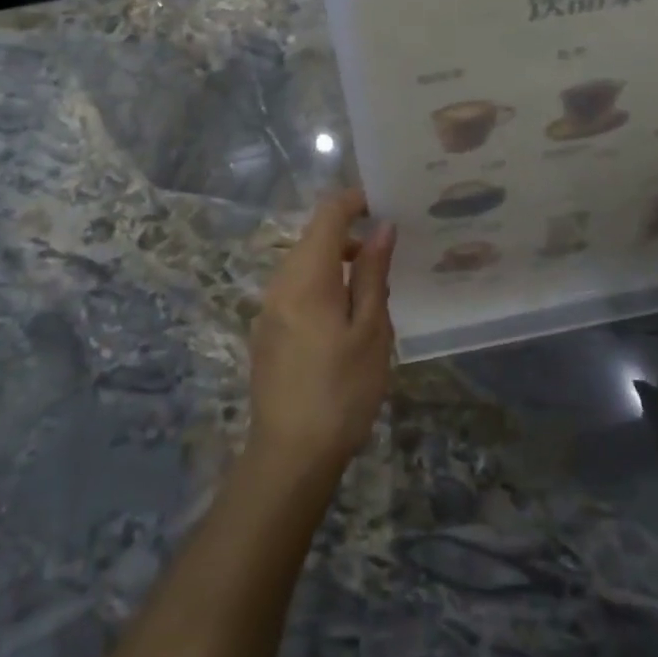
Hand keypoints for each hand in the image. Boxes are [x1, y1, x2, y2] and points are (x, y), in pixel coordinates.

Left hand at [249, 190, 395, 478]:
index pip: (327, 215)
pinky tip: (346, 315)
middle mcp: (280, 283)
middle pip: (313, 238)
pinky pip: (296, 288)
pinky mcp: (267, 331)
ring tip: (374, 285)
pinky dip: (322, 284)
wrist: (290, 455)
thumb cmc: (341, 391)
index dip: (354, 200)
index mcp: (306, 278)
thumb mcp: (370, 331)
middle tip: (390, 249)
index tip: (385, 203)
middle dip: (350, 233)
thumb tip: (381, 227)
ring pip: (304, 264)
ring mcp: (268, 308)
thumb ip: (372, 273)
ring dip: (337, 261)